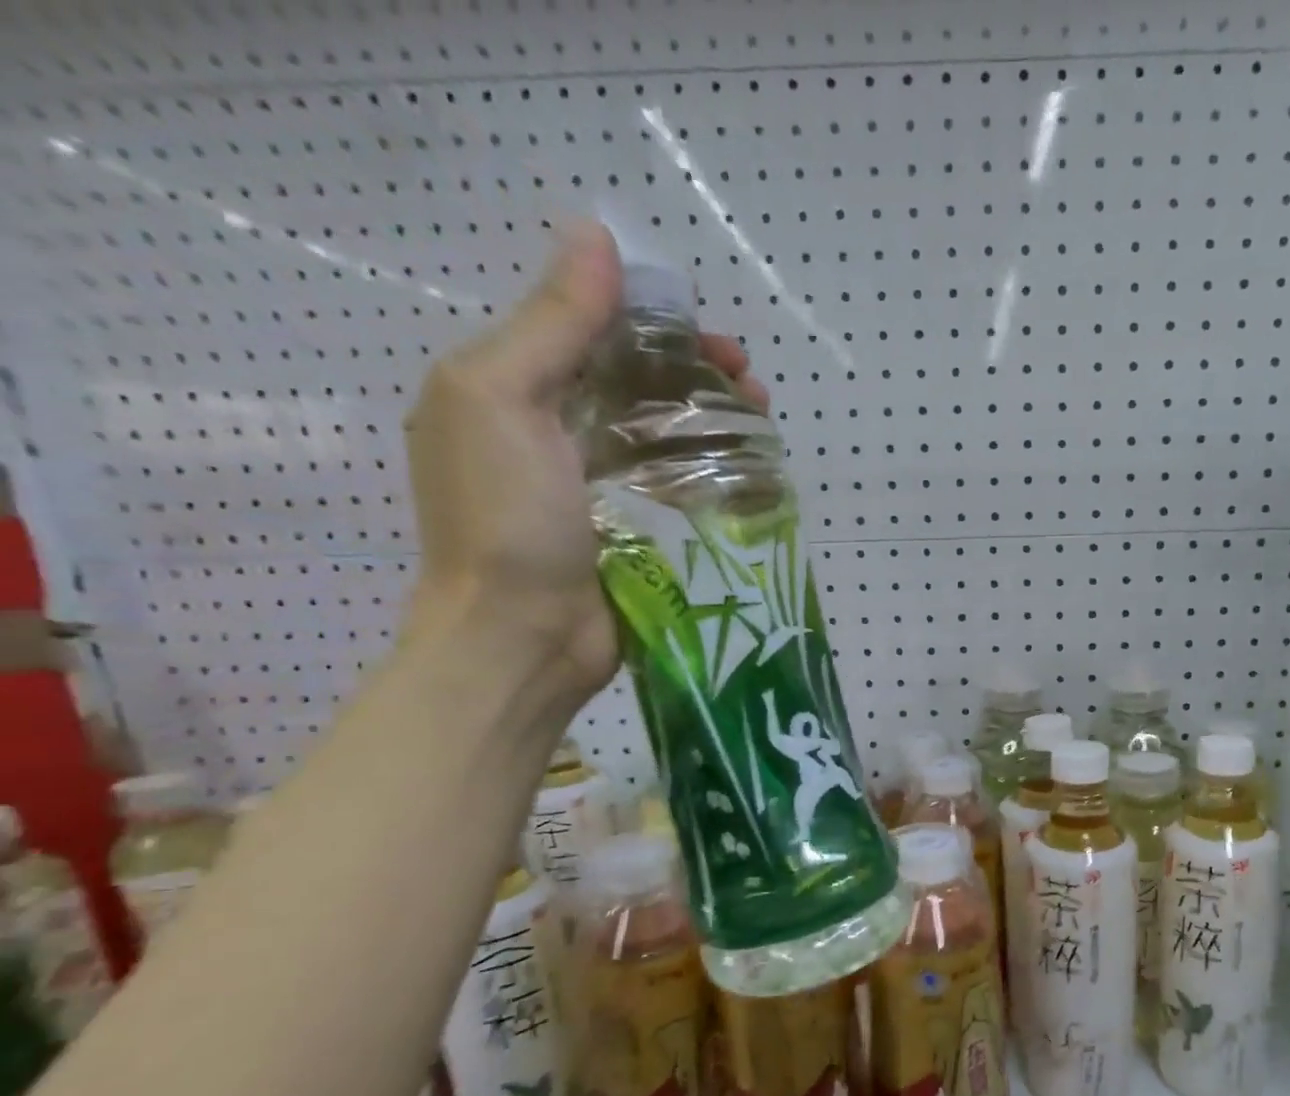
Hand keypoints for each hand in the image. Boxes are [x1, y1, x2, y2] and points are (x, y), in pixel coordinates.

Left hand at [403, 219, 766, 709]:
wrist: (521, 640)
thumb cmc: (503, 520)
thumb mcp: (503, 400)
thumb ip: (550, 323)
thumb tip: (595, 236)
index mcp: (509, 389)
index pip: (588, 330)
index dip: (648, 318)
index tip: (703, 326)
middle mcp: (551, 431)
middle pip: (633, 379)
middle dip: (692, 368)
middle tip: (748, 377)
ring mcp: (595, 487)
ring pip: (661, 430)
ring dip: (711, 414)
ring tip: (760, 414)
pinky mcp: (632, 532)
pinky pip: (674, 484)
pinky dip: (709, 466)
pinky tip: (746, 464)